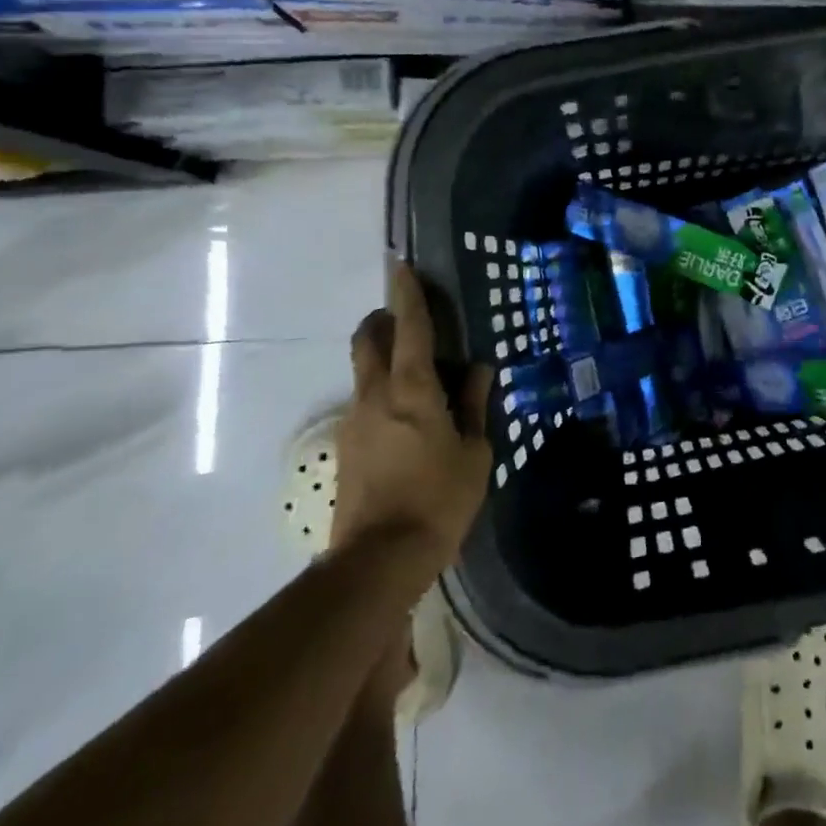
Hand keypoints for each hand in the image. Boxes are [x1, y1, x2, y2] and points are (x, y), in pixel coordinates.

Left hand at [334, 260, 493, 574]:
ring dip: (384, 357)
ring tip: (421, 375)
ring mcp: (354, 420)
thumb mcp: (474, 451)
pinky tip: (410, 416)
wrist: (379, 559)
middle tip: (410, 320)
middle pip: (368, 339)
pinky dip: (384, 390)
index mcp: (412, 389)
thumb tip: (479, 370)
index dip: (407, 293)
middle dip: (384, 320)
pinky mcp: (347, 446)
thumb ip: (474, 404)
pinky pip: (366, 400)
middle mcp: (375, 395)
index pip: (408, 327)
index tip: (402, 266)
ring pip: (365, 370)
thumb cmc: (439, 499)